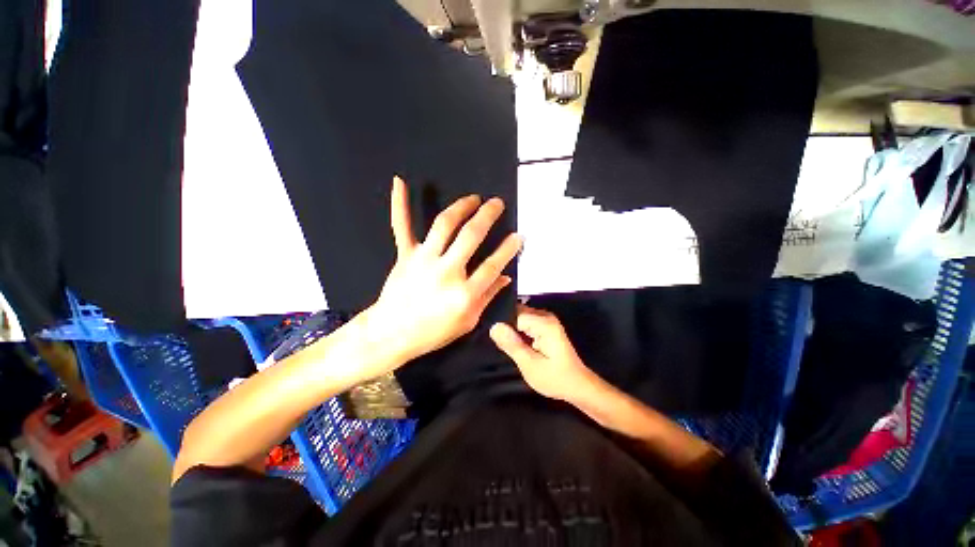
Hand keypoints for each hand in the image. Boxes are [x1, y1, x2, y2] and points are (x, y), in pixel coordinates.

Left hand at [364, 176, 521, 364]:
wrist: (392, 334)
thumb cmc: (433, 332)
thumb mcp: (467, 322)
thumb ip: (487, 297)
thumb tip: (505, 277)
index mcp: (464, 293)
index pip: (492, 265)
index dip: (508, 249)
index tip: (518, 235)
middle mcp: (446, 272)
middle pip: (470, 236)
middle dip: (487, 215)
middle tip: (497, 203)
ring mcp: (423, 260)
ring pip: (443, 225)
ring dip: (460, 207)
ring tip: (473, 198)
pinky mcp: (405, 256)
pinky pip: (402, 227)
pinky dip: (399, 205)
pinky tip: (399, 182)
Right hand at [489, 304, 595, 401]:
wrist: (577, 385)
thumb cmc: (555, 378)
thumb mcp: (530, 365)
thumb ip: (512, 344)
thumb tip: (494, 327)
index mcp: (544, 323)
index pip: (513, 313)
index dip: (503, 325)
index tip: (496, 339)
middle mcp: (545, 316)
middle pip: (517, 312)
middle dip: (506, 326)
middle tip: (501, 344)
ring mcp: (546, 320)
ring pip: (519, 317)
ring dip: (512, 330)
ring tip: (507, 345)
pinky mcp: (545, 326)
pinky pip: (525, 322)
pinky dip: (518, 332)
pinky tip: (516, 344)